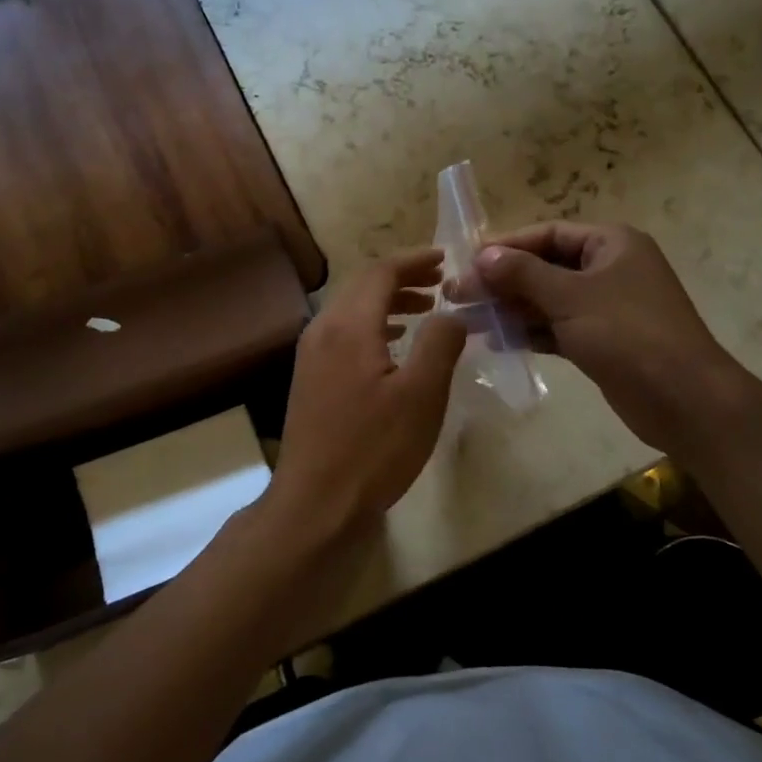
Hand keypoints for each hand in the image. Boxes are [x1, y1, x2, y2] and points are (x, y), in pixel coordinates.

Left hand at [258, 248, 466, 550]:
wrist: (317, 503)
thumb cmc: (374, 448)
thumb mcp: (422, 395)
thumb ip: (440, 343)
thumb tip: (452, 313)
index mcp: (348, 326)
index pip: (381, 272)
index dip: (414, 260)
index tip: (445, 258)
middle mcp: (323, 330)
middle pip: (362, 286)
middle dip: (402, 278)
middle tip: (440, 281)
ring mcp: (311, 356)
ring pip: (352, 310)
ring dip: (388, 302)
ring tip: (425, 309)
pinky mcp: (309, 379)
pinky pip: (343, 334)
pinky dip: (372, 327)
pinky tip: (393, 345)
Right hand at [472, 222, 739, 450]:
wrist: (684, 399)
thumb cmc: (628, 334)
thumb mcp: (571, 297)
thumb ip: (523, 274)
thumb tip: (482, 255)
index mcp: (611, 244)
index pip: (548, 234)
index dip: (506, 246)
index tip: (467, 261)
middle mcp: (609, 269)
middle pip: (546, 268)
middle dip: (504, 281)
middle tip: (459, 295)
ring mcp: (607, 307)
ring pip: (549, 300)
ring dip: (512, 308)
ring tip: (470, 319)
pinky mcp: (602, 341)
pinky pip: (558, 328)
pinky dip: (531, 332)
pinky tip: (497, 342)